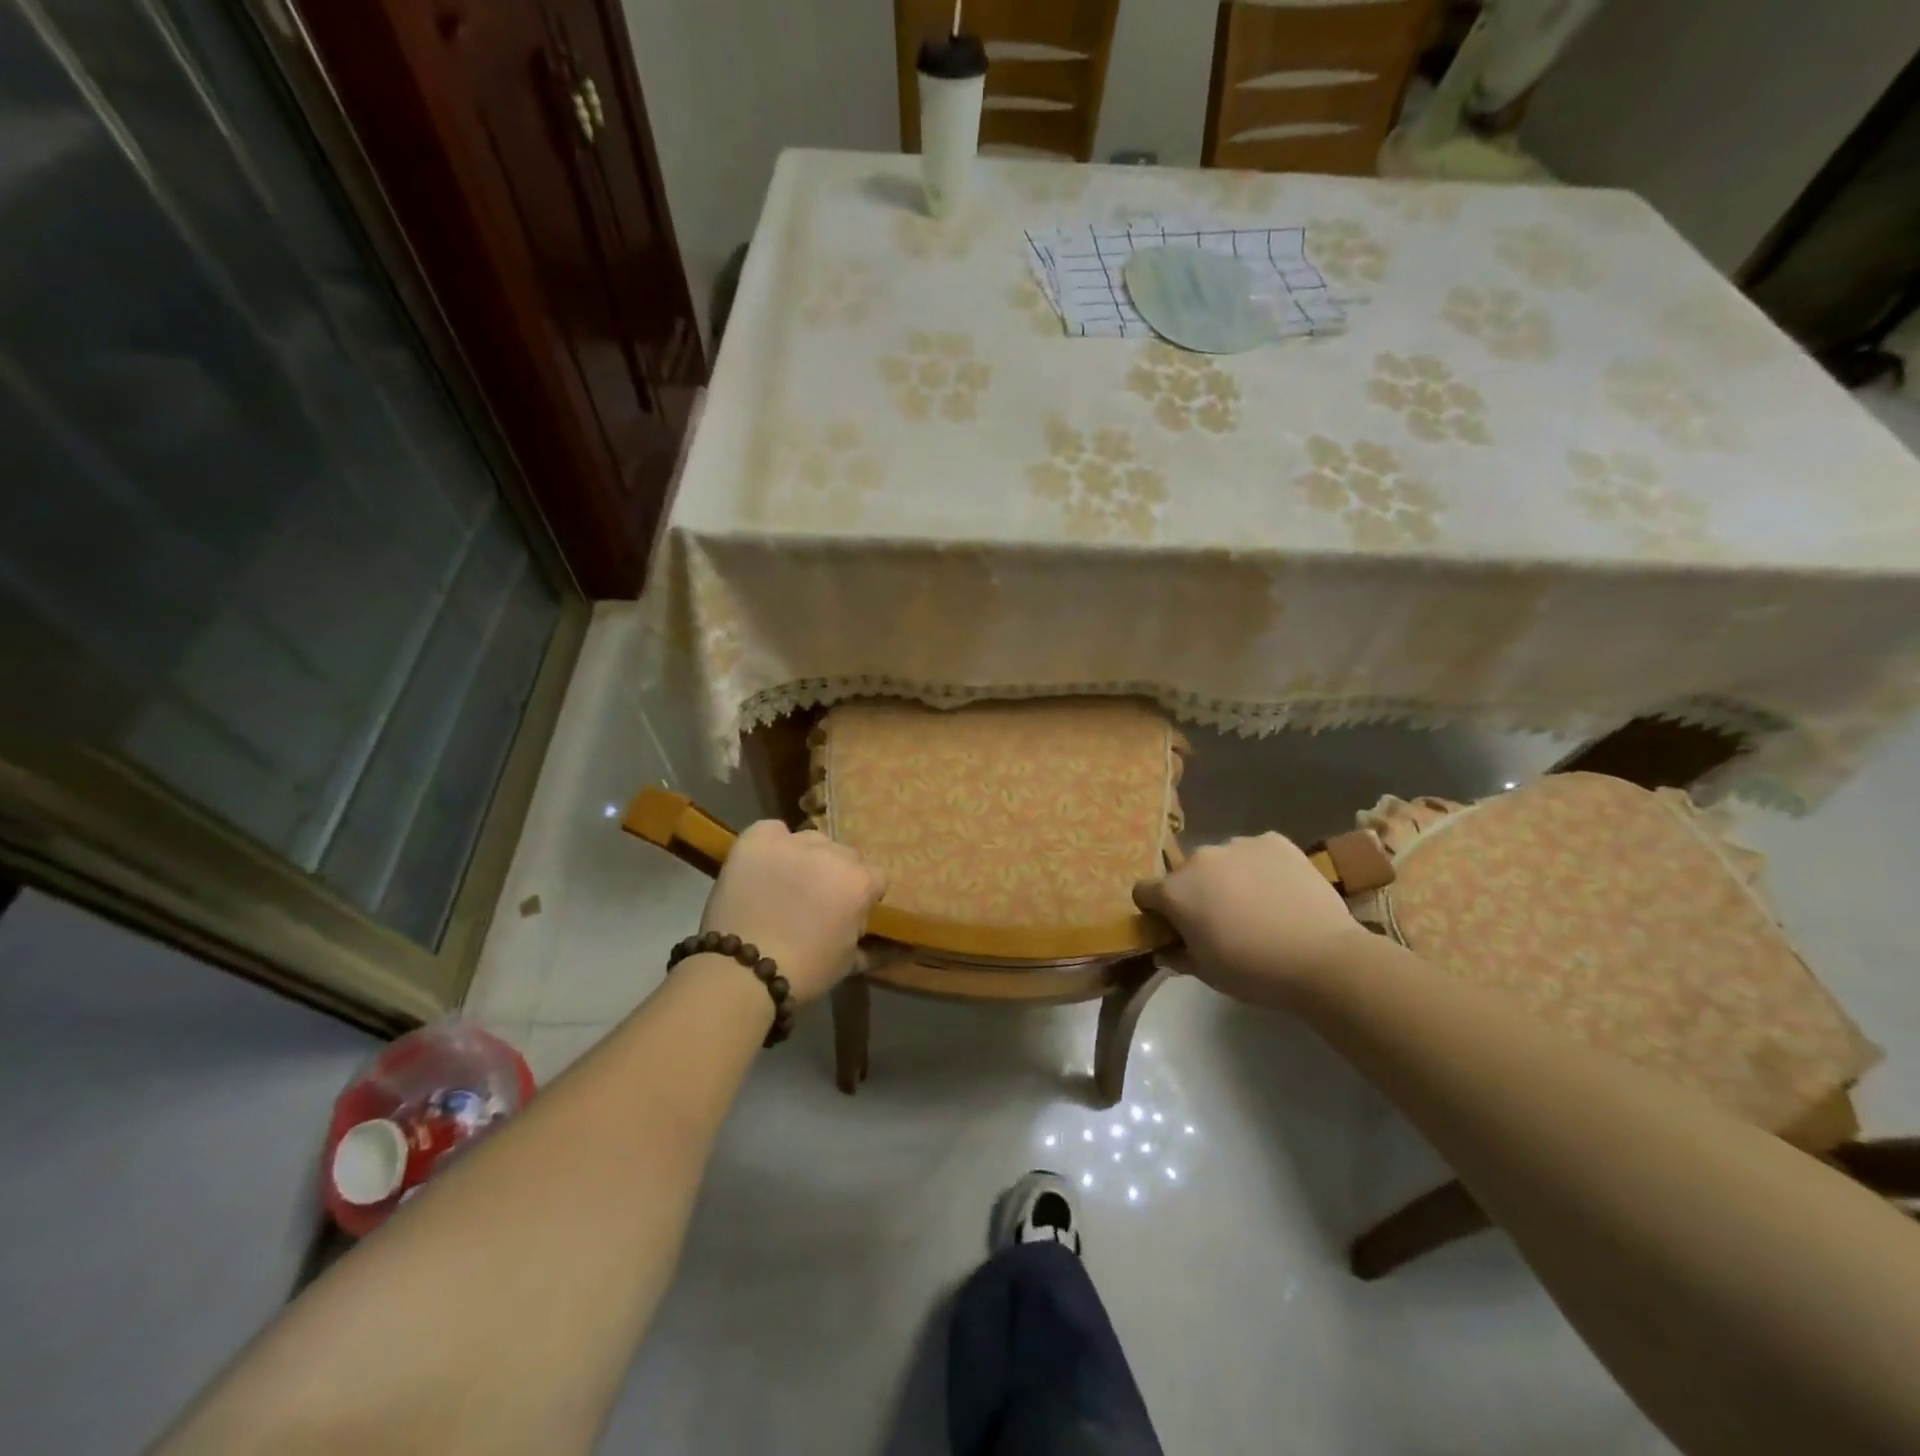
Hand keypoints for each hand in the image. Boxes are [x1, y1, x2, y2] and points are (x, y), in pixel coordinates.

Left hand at [699, 822, 886, 1004]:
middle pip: (844, 855)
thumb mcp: (847, 962)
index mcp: (859, 882)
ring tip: (785, 882)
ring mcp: (793, 843)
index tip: (846, 913)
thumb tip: (874, 936)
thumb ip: (865, 939)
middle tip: (815, 900)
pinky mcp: (757, 839)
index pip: (874, 877)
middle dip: (835, 874)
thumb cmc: (803, 971)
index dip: (861, 896)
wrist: (742, 971)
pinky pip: (773, 830)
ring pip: (811, 840)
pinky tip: (764, 865)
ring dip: (805, 858)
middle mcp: (832, 853)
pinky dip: (771, 844)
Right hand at [1134, 834, 1369, 1006]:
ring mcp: (1238, 844)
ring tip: (1257, 905)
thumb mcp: (1206, 973)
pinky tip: (1280, 891)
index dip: (1156, 911)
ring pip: (1222, 860)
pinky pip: (1256, 851)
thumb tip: (1165, 951)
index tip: (1174, 928)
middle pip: (1186, 874)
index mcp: (1174, 891)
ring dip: (1228, 877)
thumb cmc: (1253, 970)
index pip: (1144, 892)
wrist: (1321, 958)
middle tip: (1221, 920)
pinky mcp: (1273, 840)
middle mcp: (1199, 858)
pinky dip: (1261, 866)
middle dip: (1196, 892)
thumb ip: (1177, 956)